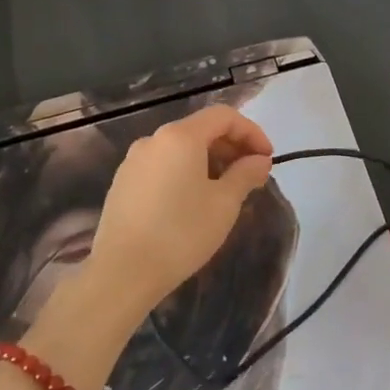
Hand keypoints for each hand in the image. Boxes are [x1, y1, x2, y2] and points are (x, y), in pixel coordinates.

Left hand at [83, 104, 274, 318]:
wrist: (122, 273)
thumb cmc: (181, 233)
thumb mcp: (224, 203)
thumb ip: (246, 174)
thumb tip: (259, 160)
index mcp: (180, 136)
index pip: (223, 116)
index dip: (251, 132)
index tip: (267, 159)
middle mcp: (153, 140)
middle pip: (200, 129)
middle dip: (231, 146)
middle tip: (251, 175)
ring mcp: (133, 161)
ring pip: (180, 148)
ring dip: (209, 160)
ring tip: (225, 190)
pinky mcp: (123, 183)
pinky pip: (162, 165)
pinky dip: (185, 172)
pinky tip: (193, 201)